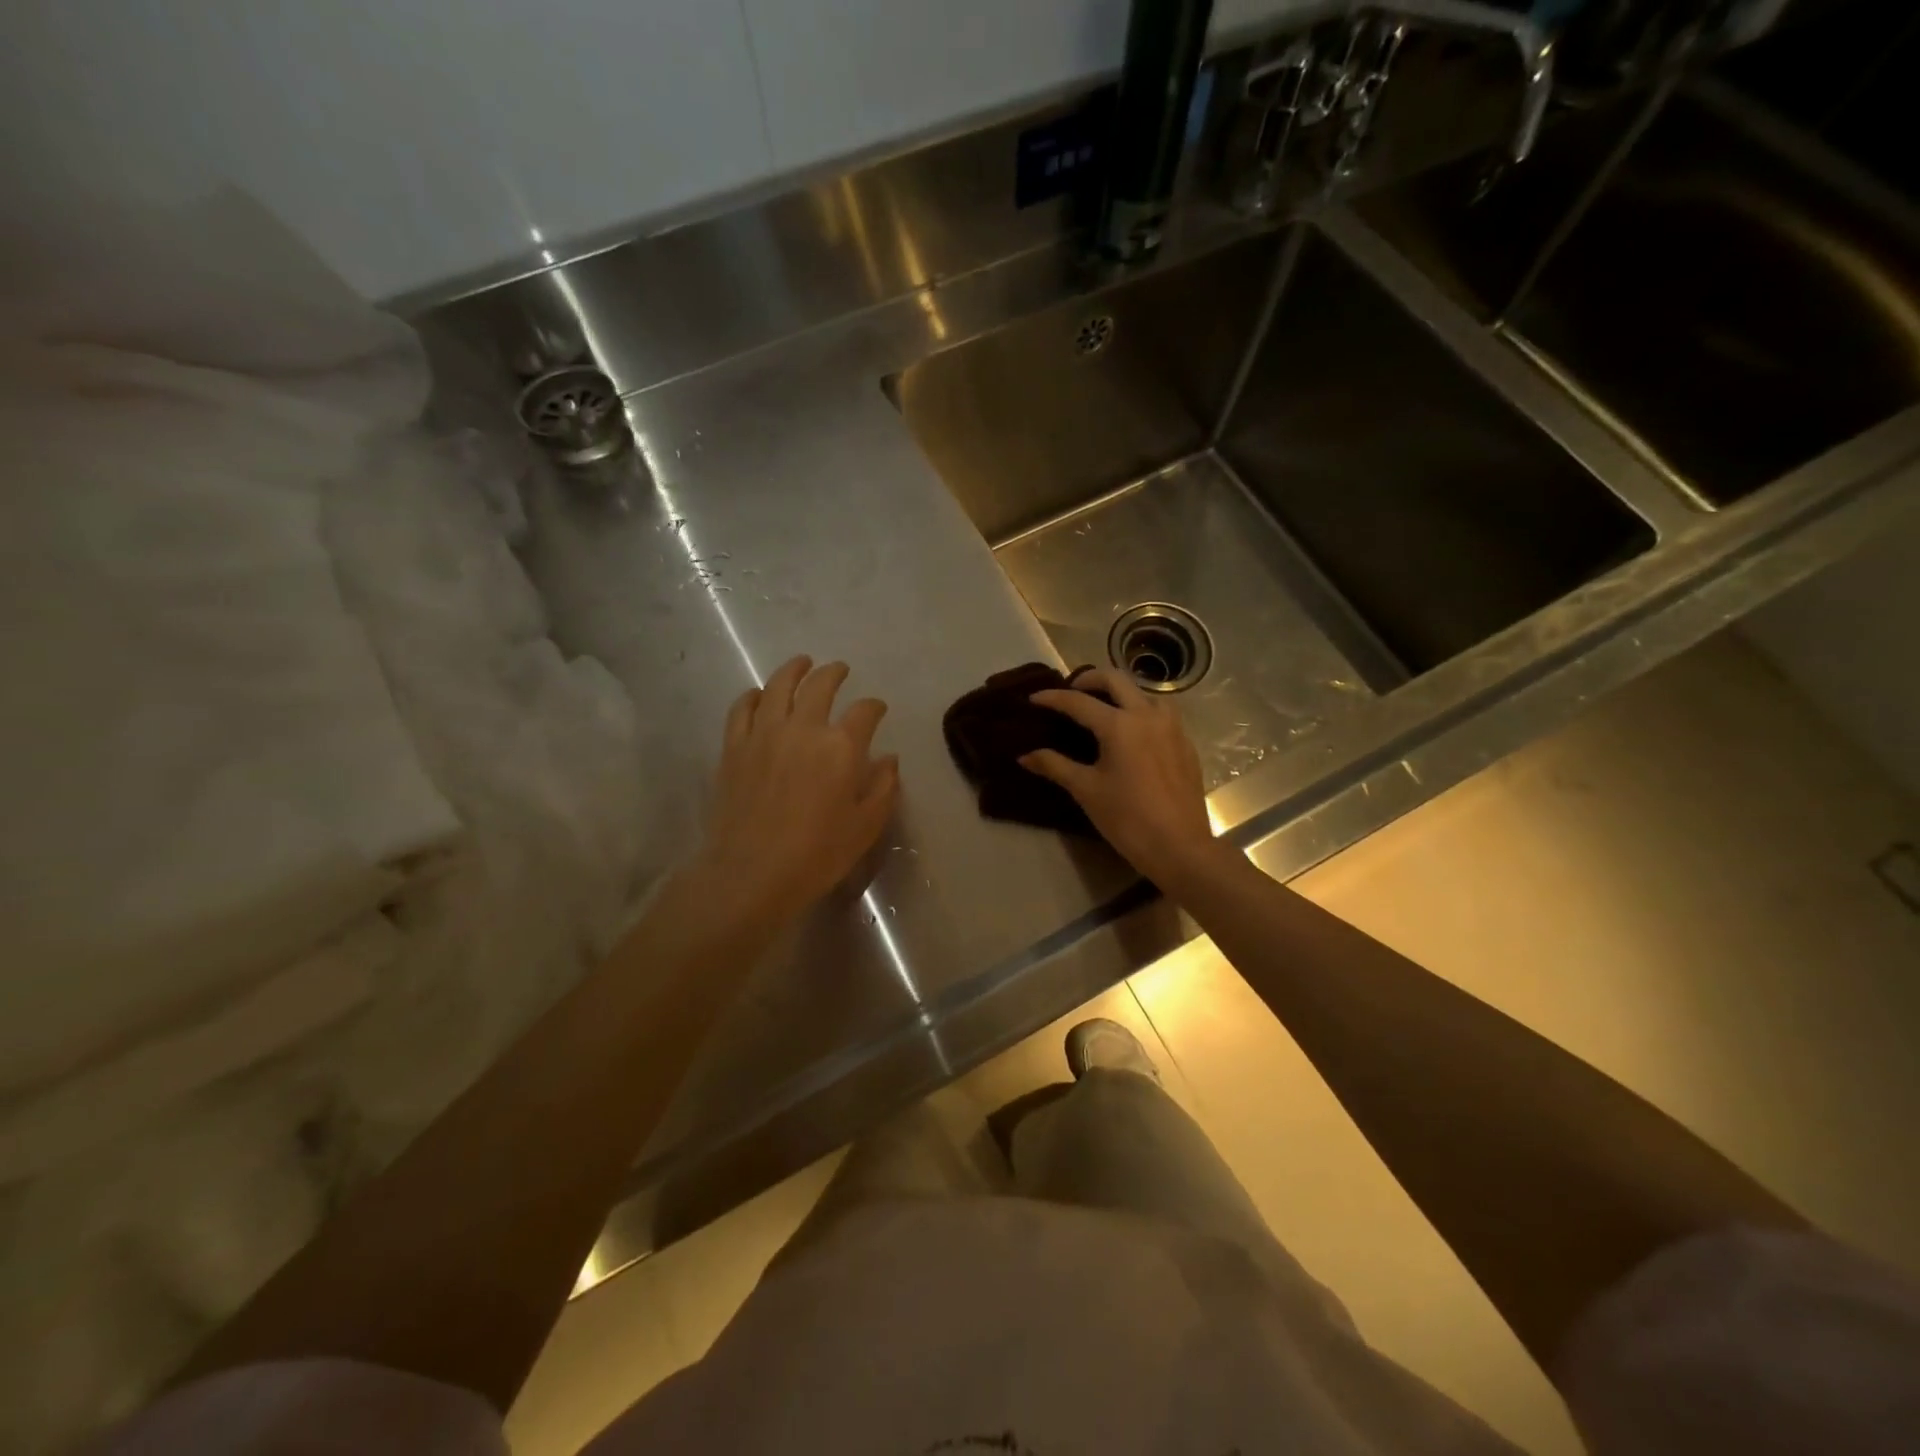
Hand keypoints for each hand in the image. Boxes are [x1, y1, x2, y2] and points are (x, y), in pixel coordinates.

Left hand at [694, 655, 898, 927]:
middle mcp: (803, 729)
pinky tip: (760, 695)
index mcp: (841, 747)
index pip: (864, 711)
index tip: (877, 709)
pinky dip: (754, 696)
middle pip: (820, 685)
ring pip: (779, 686)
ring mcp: (764, 734)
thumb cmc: (817, 854)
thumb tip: (888, 760)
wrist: (751, 873)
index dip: (874, 706)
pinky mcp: (734, 747)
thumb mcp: (866, 826)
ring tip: (802, 663)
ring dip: (794, 669)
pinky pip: (743, 708)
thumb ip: (883, 788)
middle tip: (840, 669)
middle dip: (834, 673)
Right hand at [1023, 667, 1221, 888]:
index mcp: (1119, 725)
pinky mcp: (1185, 744)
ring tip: (1104, 708)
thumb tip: (1025, 756)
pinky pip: (1161, 714)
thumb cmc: (1127, 818)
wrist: (1179, 847)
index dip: (1053, 699)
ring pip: (1144, 693)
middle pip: (1116, 680)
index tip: (1034, 699)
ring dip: (1121, 693)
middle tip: (1071, 692)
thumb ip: (1054, 766)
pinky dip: (1141, 712)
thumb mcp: (1086, 790)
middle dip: (1089, 680)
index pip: (1078, 702)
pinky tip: (1132, 733)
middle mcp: (1147, 715)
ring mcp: (1172, 727)